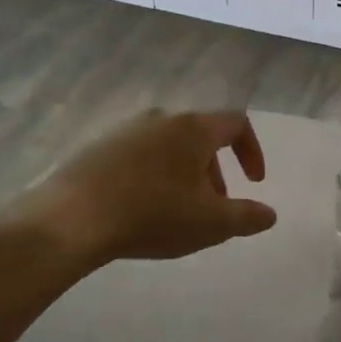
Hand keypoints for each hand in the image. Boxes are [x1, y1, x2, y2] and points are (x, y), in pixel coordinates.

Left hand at [29, 109, 276, 267]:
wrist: (71, 217)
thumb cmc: (153, 214)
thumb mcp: (210, 223)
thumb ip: (246, 217)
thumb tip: (270, 214)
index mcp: (194, 128)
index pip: (236, 123)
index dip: (252, 151)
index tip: (254, 182)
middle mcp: (162, 118)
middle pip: (201, 135)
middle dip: (215, 170)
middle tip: (214, 207)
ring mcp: (126, 129)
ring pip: (169, 145)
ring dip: (184, 173)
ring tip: (177, 212)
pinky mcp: (99, 146)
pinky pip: (139, 155)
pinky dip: (154, 174)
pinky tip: (140, 208)